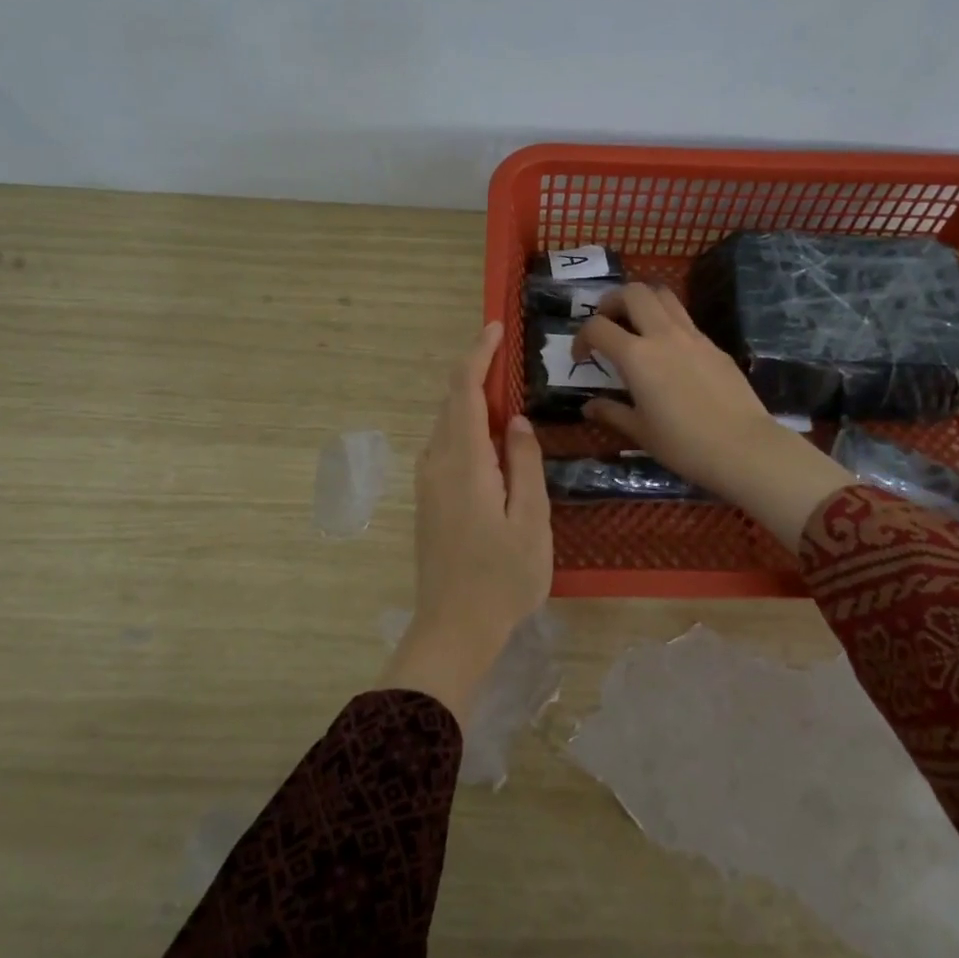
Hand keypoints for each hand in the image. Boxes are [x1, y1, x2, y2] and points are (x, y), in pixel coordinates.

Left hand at [382, 321, 552, 721]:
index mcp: (464, 462)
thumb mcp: (530, 520)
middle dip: (475, 375)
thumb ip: (523, 463)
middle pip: (451, 405)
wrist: (454, 628)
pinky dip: (466, 430)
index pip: (464, 393)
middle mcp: (437, 464)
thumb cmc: (503, 577)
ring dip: (471, 404)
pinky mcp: (428, 502)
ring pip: (446, 427)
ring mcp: (428, 485)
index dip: (477, 356)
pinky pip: (446, 449)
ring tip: (505, 397)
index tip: (494, 328)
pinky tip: (491, 443)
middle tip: (507, 360)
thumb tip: (515, 421)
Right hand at [576, 285, 854, 546]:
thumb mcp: (640, 432)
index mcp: (637, 356)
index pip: (598, 327)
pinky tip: (668, 353)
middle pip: (633, 292)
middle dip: (612, 302)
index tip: (582, 358)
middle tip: (607, 325)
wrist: (743, 447)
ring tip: (635, 327)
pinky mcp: (714, 345)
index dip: (581, 337)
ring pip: (663, 295)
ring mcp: (693, 336)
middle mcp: (663, 335)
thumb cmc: (684, 444)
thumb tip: (589, 407)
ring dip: (643, 302)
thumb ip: (611, 413)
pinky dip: (667, 322)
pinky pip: (685, 319)